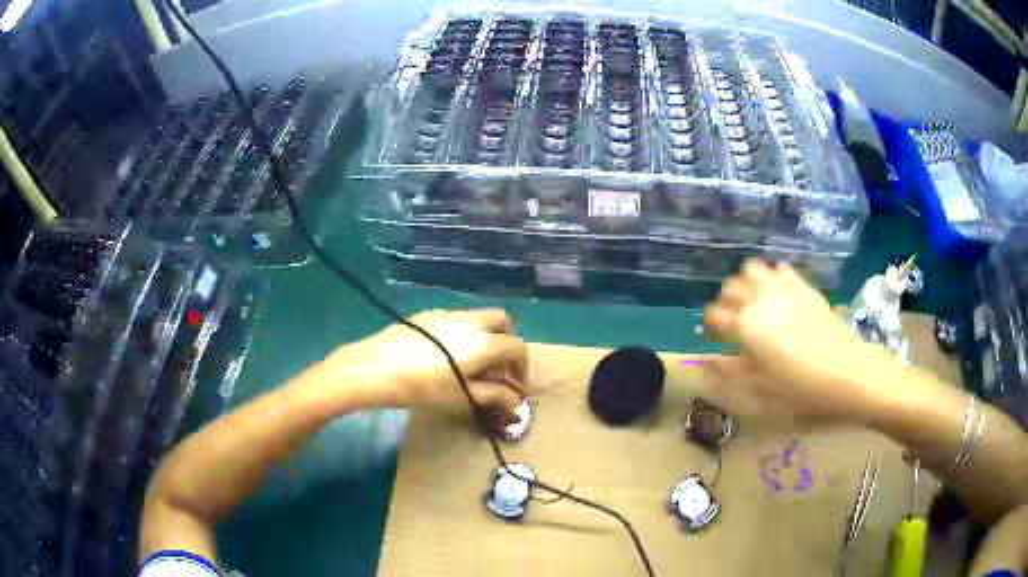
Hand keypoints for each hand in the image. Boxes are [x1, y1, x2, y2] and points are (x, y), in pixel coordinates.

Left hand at [327, 309, 527, 420]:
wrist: (376, 367)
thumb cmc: (423, 387)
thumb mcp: (461, 396)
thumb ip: (494, 396)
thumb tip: (516, 403)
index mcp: (484, 342)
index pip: (516, 347)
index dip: (522, 366)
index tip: (516, 384)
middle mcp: (471, 321)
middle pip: (503, 321)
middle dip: (508, 341)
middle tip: (499, 365)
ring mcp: (448, 314)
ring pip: (479, 317)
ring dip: (486, 335)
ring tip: (473, 361)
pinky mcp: (428, 314)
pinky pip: (457, 318)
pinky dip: (465, 332)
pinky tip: (447, 353)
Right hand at [702, 260, 891, 417]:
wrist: (844, 369)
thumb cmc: (799, 383)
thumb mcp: (760, 384)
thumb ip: (730, 370)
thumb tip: (707, 362)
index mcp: (744, 324)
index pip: (714, 314)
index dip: (710, 325)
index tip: (714, 336)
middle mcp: (758, 298)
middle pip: (730, 287)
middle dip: (726, 302)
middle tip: (733, 321)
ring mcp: (781, 287)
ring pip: (751, 269)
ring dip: (746, 283)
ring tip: (753, 301)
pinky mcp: (801, 284)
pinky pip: (778, 269)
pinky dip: (771, 277)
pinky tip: (777, 294)